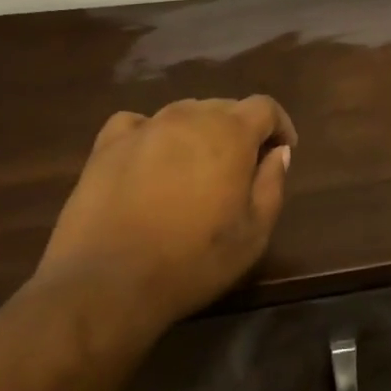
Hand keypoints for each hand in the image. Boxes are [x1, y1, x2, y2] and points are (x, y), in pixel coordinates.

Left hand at [38, 95, 296, 332]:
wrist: (108, 283)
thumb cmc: (193, 261)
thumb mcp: (253, 233)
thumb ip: (272, 184)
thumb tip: (278, 152)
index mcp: (230, 133)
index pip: (264, 107)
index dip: (279, 125)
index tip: (283, 150)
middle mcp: (189, 117)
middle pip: (224, 106)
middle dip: (240, 129)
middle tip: (242, 166)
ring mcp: (144, 127)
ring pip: (183, 113)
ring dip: (199, 132)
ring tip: (197, 167)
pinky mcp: (107, 145)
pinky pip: (139, 124)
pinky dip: (153, 134)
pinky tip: (151, 159)